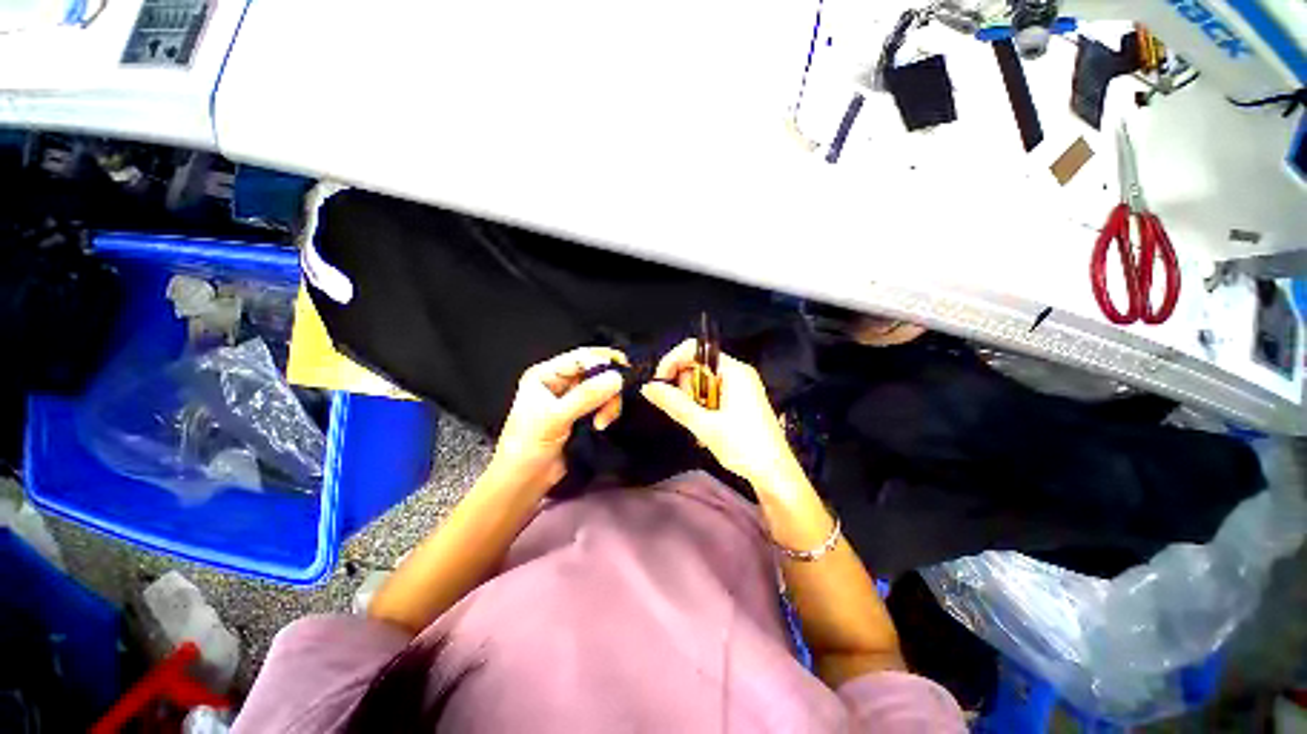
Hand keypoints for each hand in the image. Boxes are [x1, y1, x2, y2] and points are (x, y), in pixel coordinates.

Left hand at [492, 347, 627, 492]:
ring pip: (604, 389)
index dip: (602, 361)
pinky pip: (604, 404)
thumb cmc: (528, 446)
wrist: (524, 481)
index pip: (580, 358)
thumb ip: (585, 396)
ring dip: (609, 403)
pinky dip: (608, 412)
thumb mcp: (554, 418)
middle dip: (607, 387)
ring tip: (602, 423)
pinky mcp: (583, 415)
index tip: (623, 372)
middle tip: (610, 407)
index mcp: (546, 375)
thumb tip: (617, 377)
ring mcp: (573, 399)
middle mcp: (560, 382)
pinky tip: (601, 426)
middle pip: (596, 371)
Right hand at [641, 339, 801, 491]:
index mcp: (734, 370)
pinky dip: (703, 407)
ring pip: (703, 382)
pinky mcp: (741, 400)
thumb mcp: (705, 425)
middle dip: (684, 386)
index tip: (660, 385)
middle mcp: (738, 372)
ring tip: (698, 424)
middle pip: (697, 365)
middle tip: (685, 412)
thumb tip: (647, 387)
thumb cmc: (743, 447)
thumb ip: (675, 403)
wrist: (776, 475)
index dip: (672, 361)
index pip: (694, 349)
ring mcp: (741, 386)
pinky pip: (713, 393)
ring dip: (693, 401)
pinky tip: (707, 427)